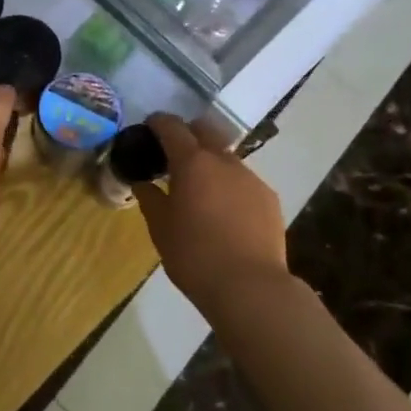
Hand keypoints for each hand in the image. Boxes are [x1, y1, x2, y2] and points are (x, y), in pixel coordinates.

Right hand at [135, 113, 288, 310]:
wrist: (250, 287)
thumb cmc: (194, 256)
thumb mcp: (160, 229)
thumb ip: (150, 199)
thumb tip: (142, 183)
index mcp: (192, 163)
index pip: (172, 127)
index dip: (158, 123)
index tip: (149, 128)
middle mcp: (224, 161)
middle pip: (205, 130)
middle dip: (188, 134)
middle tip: (173, 154)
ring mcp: (251, 178)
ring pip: (226, 157)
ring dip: (210, 163)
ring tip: (200, 189)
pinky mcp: (269, 197)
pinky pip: (243, 180)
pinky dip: (229, 185)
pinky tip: (224, 212)